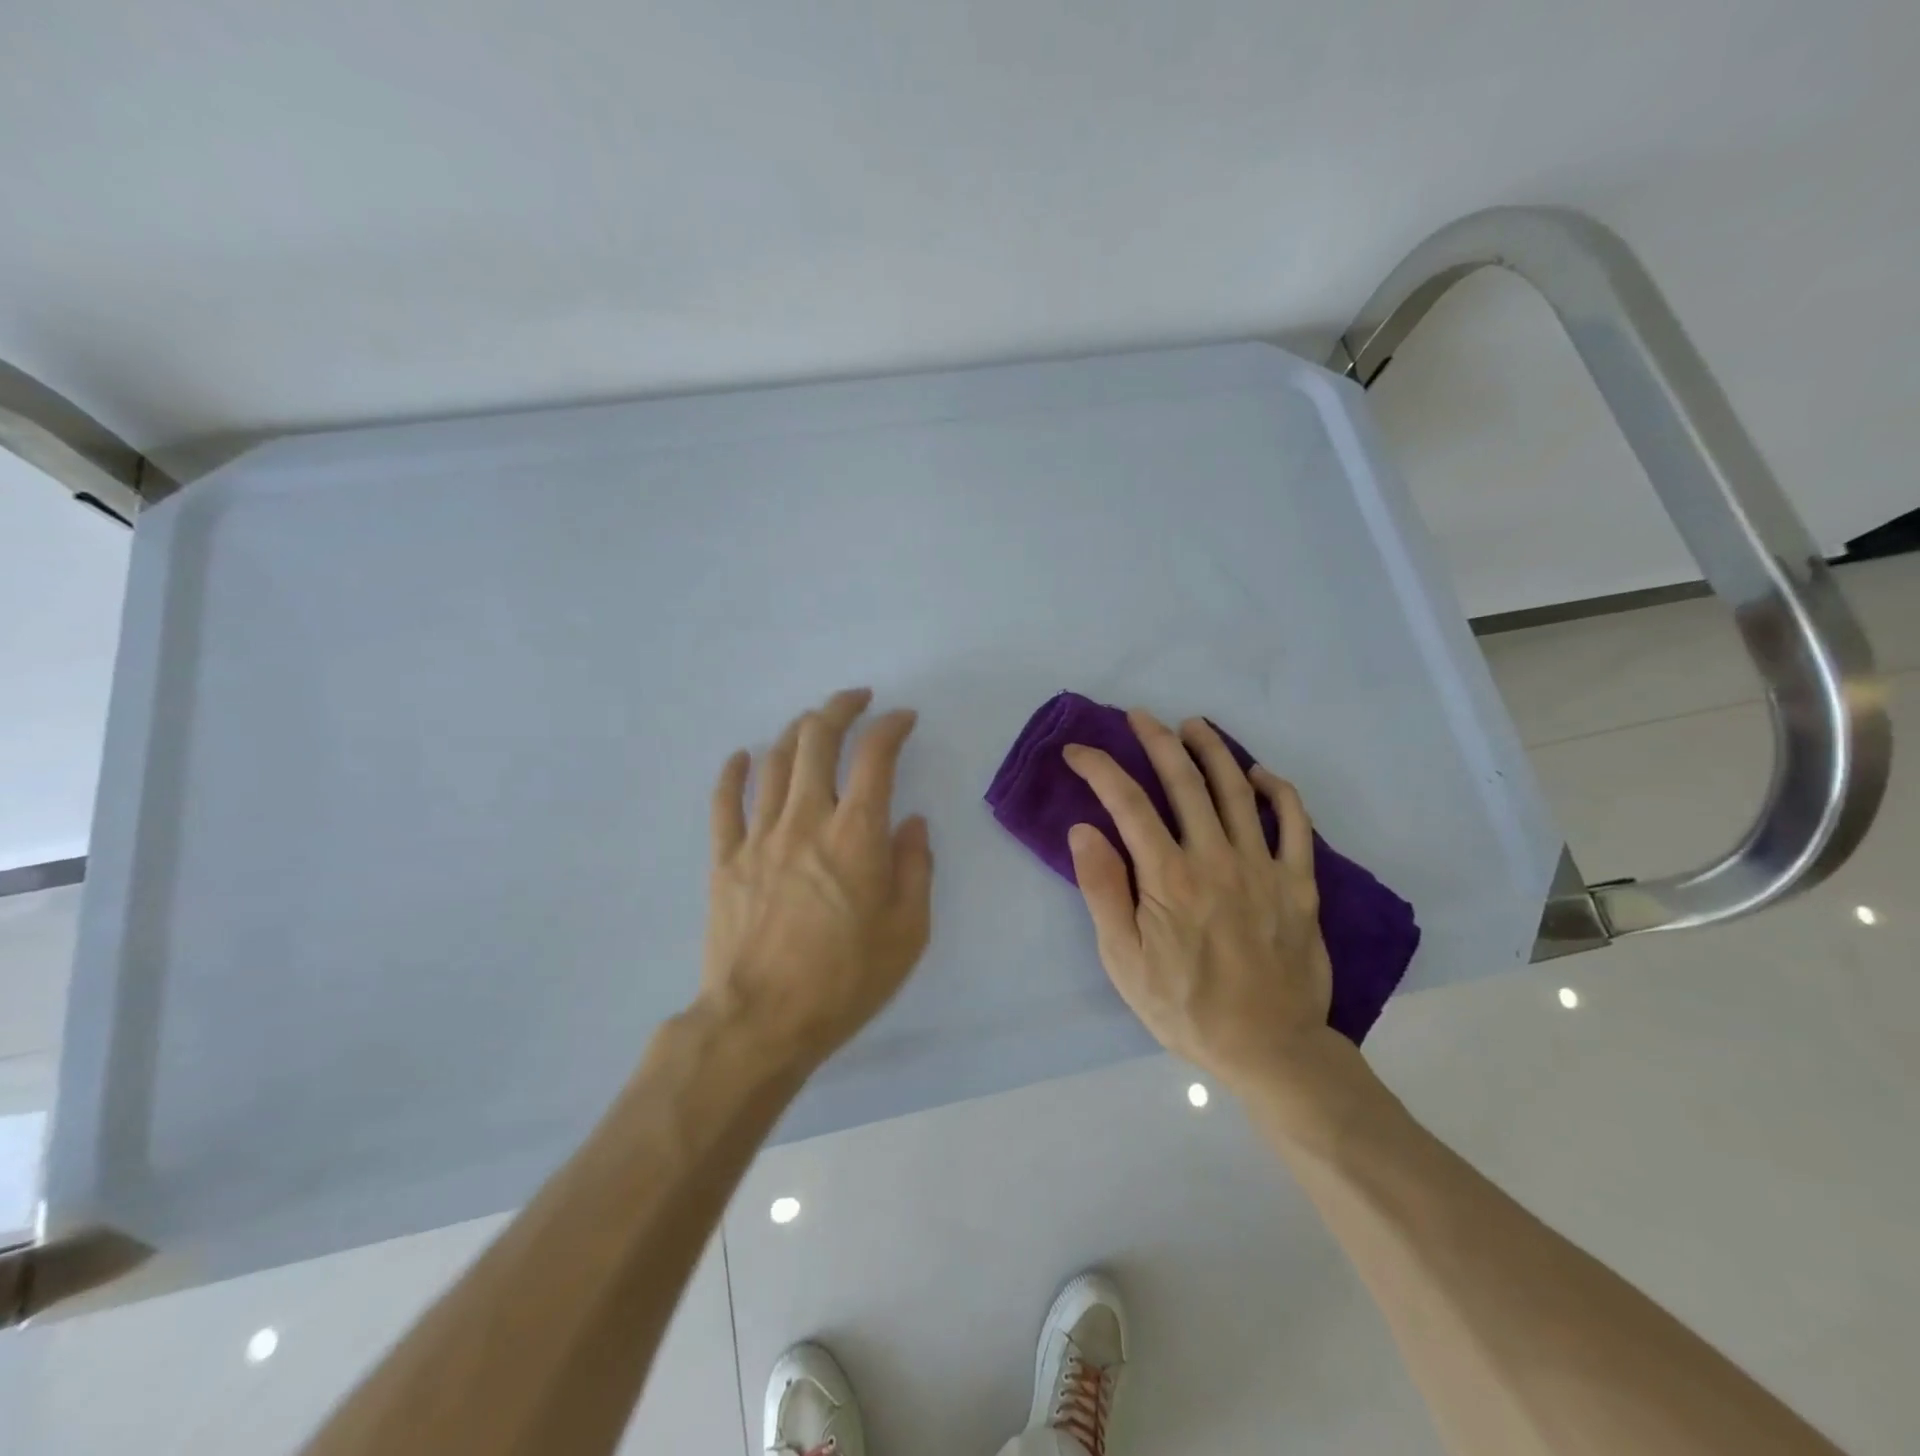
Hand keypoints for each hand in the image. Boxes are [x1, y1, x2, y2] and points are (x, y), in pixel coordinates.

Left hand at [700, 688, 933, 1076]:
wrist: (761, 1021)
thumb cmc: (845, 980)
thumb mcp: (908, 931)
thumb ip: (914, 868)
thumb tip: (912, 825)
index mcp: (856, 834)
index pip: (875, 756)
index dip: (891, 726)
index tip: (903, 719)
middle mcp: (806, 818)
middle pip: (817, 740)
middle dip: (840, 708)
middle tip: (856, 699)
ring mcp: (759, 835)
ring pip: (775, 761)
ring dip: (796, 732)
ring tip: (812, 724)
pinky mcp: (725, 858)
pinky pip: (724, 802)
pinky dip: (734, 772)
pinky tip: (742, 756)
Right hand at [1064, 710, 1334, 1092]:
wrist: (1269, 1048)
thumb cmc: (1184, 1007)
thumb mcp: (1124, 961)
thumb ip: (1104, 891)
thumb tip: (1085, 830)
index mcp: (1168, 877)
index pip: (1128, 803)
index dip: (1100, 768)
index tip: (1079, 751)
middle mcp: (1216, 858)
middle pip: (1183, 781)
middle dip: (1156, 741)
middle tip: (1139, 716)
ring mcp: (1263, 867)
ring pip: (1237, 789)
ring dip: (1213, 750)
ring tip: (1193, 725)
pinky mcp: (1299, 883)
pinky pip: (1295, 823)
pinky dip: (1278, 791)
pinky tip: (1260, 775)